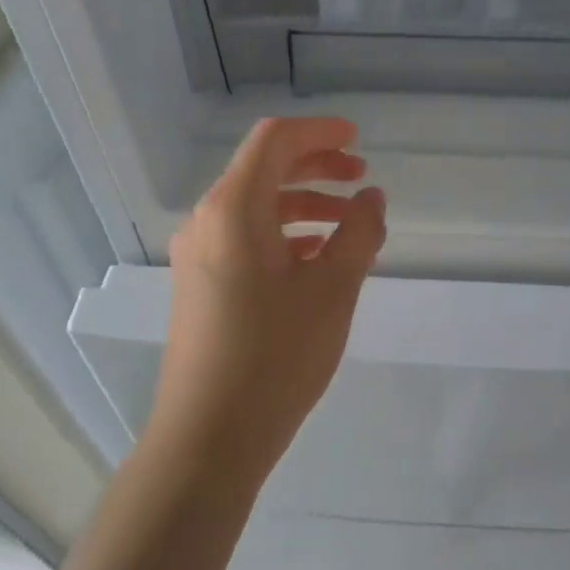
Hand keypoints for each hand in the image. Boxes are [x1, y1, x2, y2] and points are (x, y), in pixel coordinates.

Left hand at [147, 118, 386, 484]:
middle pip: (262, 171)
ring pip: (254, 209)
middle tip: (361, 181)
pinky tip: (315, 259)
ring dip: (302, 205)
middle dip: (315, 168)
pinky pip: (243, 241)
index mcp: (233, 209)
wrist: (209, 436)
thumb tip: (371, 198)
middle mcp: (206, 222)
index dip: (319, 132)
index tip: (358, 141)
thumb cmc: (276, 356)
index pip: (274, 142)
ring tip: (348, 224)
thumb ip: (358, 234)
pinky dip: (282, 236)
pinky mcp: (199, 287)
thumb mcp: (333, 290)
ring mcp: (198, 256)